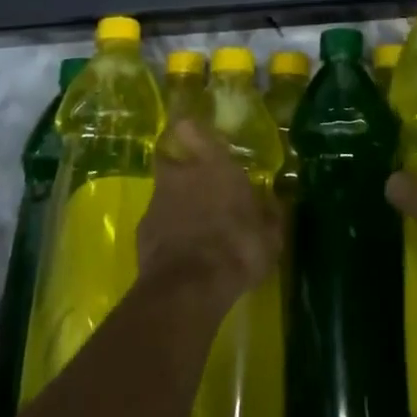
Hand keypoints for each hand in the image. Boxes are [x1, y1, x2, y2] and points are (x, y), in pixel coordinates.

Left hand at [136, 120, 282, 311]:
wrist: (190, 287)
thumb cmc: (238, 249)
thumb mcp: (269, 236)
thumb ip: (270, 215)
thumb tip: (274, 202)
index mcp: (215, 166)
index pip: (191, 129)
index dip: (189, 129)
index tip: (189, 129)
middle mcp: (182, 175)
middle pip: (169, 159)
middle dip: (178, 169)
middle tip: (193, 187)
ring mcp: (157, 202)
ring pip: (163, 194)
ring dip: (174, 206)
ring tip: (190, 229)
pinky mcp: (142, 231)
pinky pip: (156, 225)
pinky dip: (165, 233)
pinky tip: (179, 253)